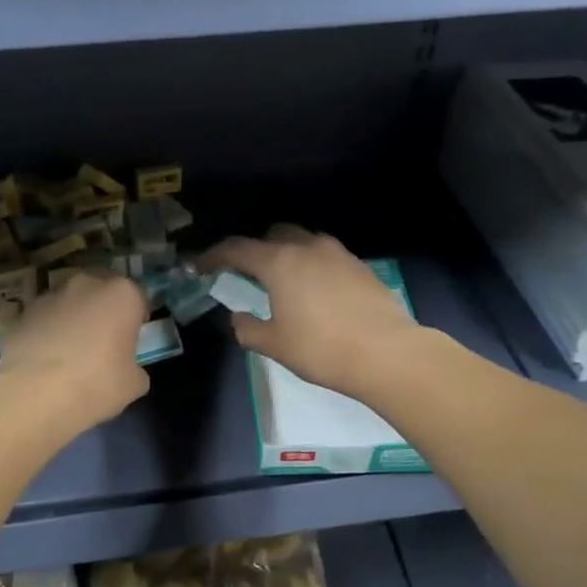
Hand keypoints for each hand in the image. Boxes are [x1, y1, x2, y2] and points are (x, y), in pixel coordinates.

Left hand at [0, 271, 149, 429]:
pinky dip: (48, 330)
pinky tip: (46, 358)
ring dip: (74, 318)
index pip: (138, 298)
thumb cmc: (95, 384)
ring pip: (70, 302)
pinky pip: (45, 318)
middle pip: (102, 292)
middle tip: (103, 341)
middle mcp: (86, 284)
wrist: (33, 394)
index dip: (137, 318)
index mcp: (122, 294)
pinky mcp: (22, 312)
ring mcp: (50, 295)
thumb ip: (134, 367)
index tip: (133, 339)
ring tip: (70, 351)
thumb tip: (126, 368)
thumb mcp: (133, 384)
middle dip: (104, 311)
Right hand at [200, 226, 419, 397]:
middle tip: (246, 273)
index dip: (214, 256)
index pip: (236, 249)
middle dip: (254, 249)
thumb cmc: (321, 349)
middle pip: (272, 235)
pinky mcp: (359, 265)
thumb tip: (239, 318)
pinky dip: (311, 264)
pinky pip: (325, 255)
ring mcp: (337, 253)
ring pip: (302, 240)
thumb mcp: (275, 345)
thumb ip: (248, 328)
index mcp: (279, 262)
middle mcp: (307, 247)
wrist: (386, 352)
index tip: (201, 266)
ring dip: (286, 253)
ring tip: (283, 280)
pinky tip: (314, 290)